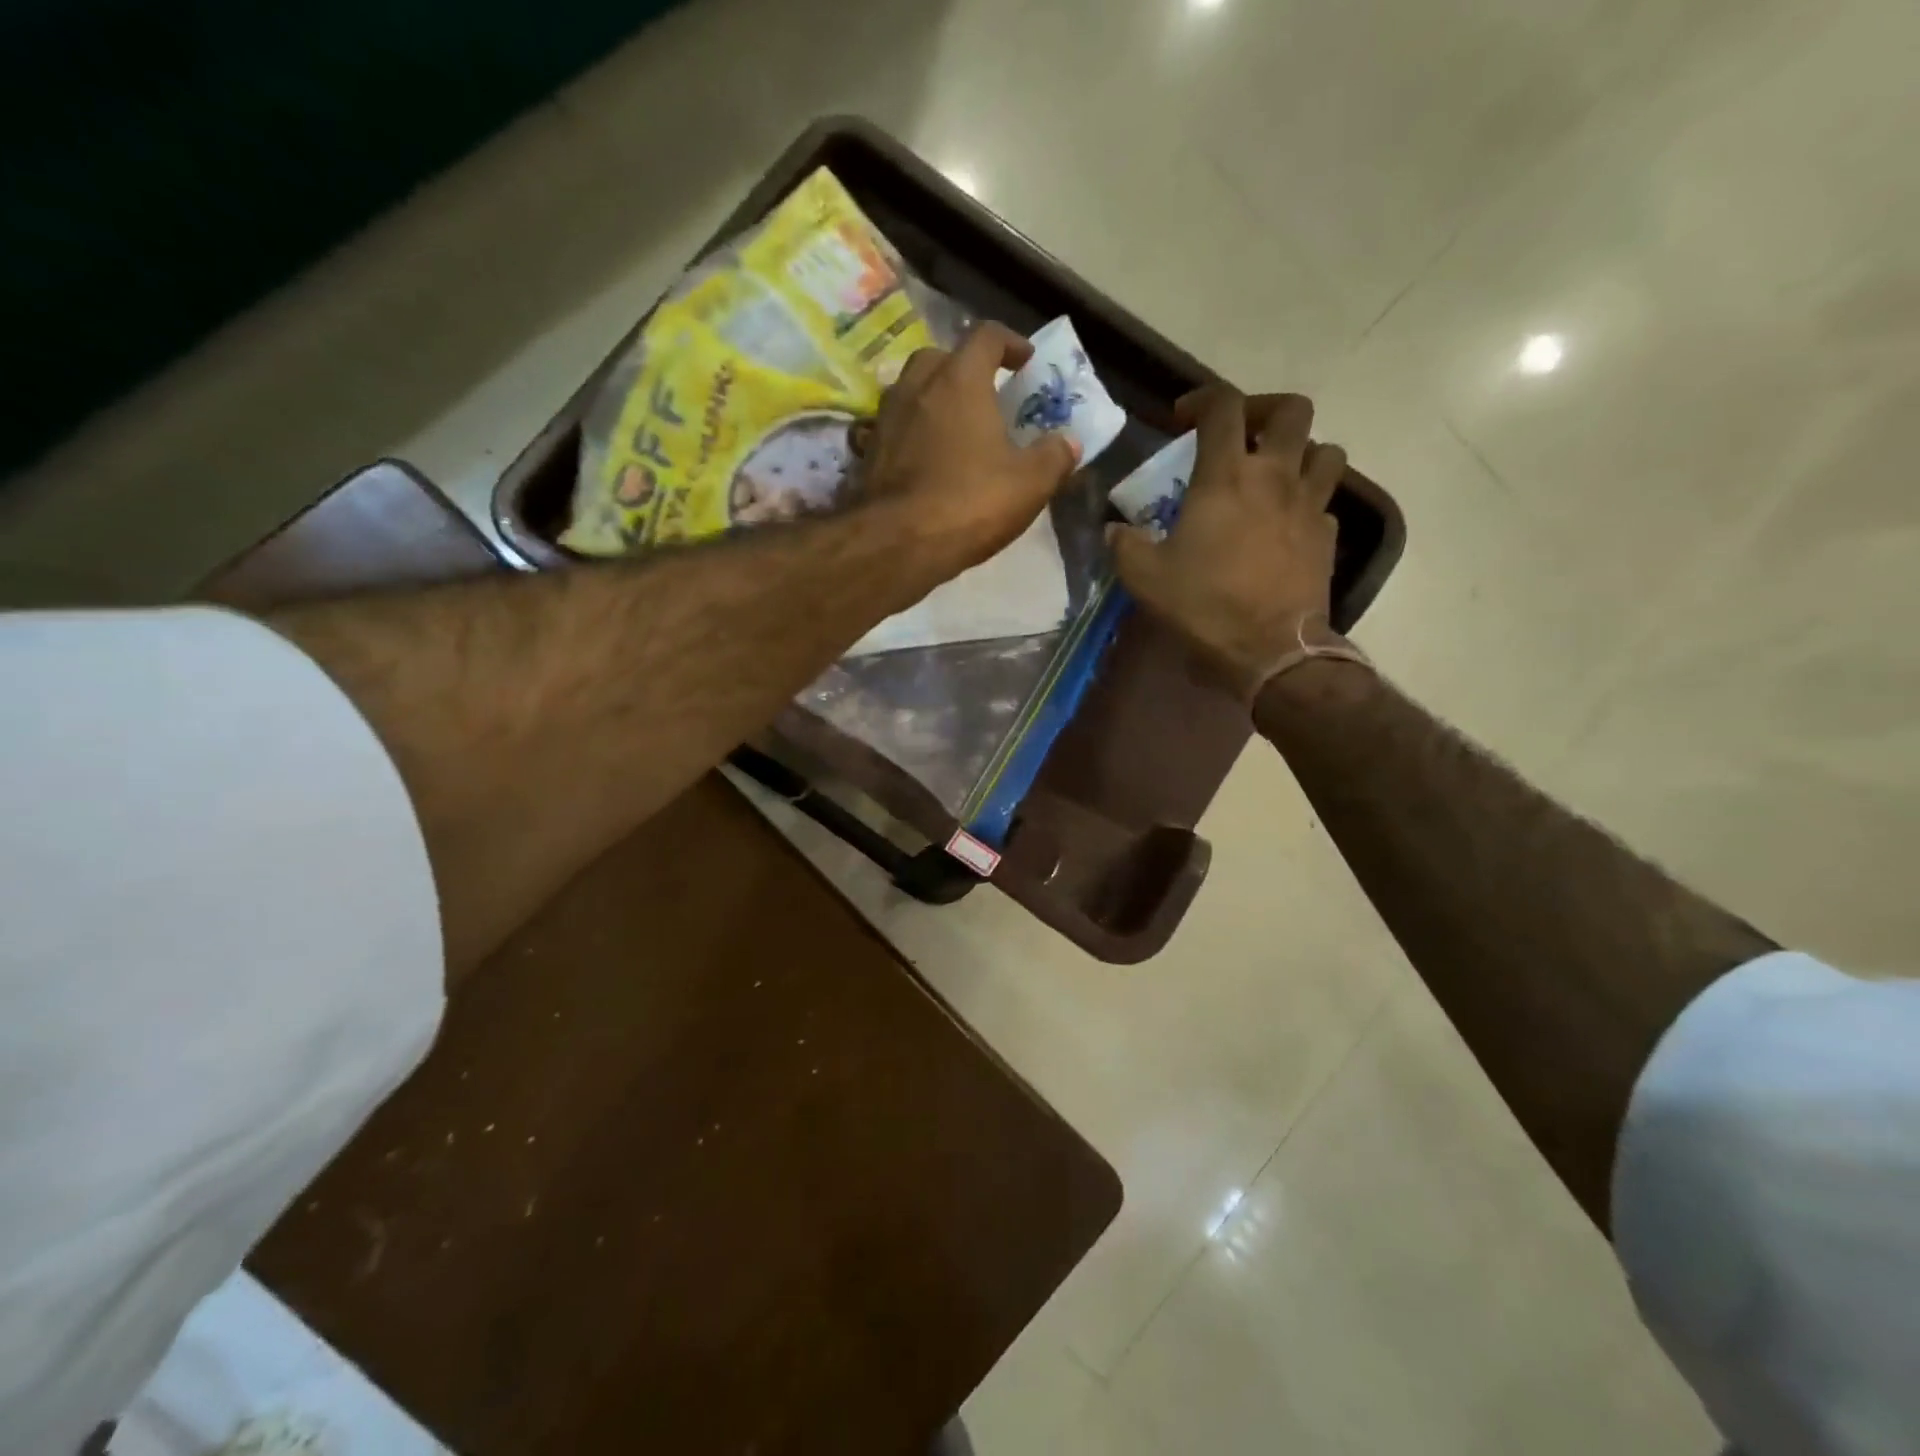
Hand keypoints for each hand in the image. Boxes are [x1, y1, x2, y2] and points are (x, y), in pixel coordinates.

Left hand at [860, 322, 1080, 573]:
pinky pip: (892, 429)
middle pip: (940, 358)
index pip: (986, 336)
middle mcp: (917, 386)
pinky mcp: (868, 453)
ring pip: (911, 391)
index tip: (1025, 361)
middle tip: (984, 396)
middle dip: (964, 369)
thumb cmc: (970, 503)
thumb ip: (1054, 457)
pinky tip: (922, 458)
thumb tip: (1068, 443)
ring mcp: (886, 418)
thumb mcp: (1029, 484)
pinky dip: (909, 433)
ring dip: (933, 400)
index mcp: (960, 380)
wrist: (898, 543)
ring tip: (954, 428)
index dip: (1010, 343)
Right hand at [1108, 387, 1344, 701]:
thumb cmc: (1205, 605)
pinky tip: (1287, 523)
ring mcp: (1309, 505)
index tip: (1182, 418)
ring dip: (1300, 451)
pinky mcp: (1328, 537)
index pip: (1223, 406)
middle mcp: (1275, 476)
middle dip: (1264, 409)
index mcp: (1226, 476)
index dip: (1201, 399)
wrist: (1270, 649)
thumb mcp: (1144, 578)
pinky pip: (1325, 501)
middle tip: (1240, 433)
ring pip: (1325, 449)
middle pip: (1292, 410)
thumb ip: (1124, 545)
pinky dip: (1308, 501)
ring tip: (1275, 473)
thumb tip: (1114, 530)